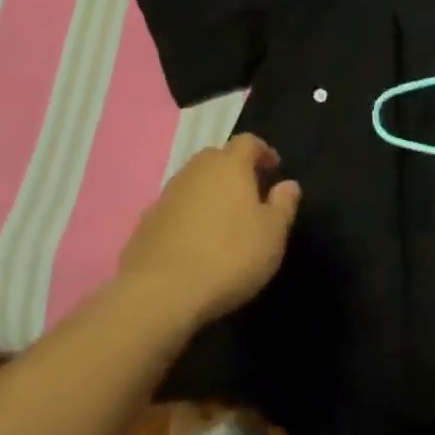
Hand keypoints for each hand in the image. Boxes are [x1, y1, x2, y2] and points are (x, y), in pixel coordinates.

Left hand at [118, 134, 302, 324]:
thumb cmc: (229, 257)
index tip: (274, 169)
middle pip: (216, 158)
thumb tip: (288, 184)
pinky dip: (188, 216)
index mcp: (229, 165)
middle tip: (249, 193)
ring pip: (193, 183)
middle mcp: (195, 171)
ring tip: (223, 220)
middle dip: (234, 170)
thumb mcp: (272, 234)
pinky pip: (174, 209)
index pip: (247, 142)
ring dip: (209, 193)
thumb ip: (283, 204)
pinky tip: (195, 243)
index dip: (263, 151)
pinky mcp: (145, 223)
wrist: (161, 293)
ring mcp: (165, 196)